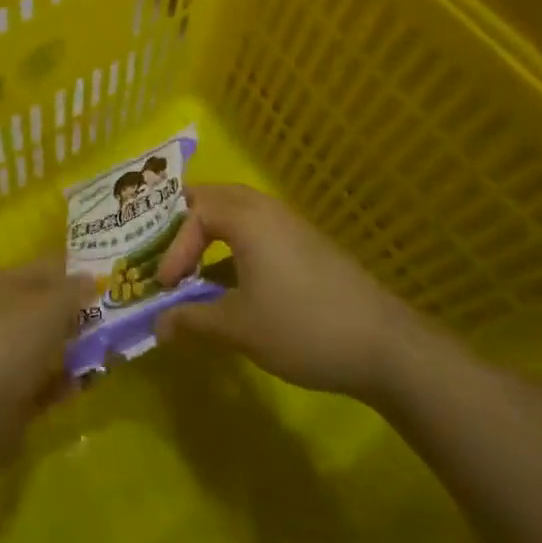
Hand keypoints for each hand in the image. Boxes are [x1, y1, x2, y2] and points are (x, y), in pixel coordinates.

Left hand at [0, 258, 94, 449]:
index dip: (73, 272)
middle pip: (39, 308)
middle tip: (111, 319)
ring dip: (69, 350)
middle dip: (73, 314)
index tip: (107, 281)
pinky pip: (35, 383)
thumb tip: (91, 278)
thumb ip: (74, 291)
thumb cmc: (9, 341)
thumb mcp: (50, 306)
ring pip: (38, 347)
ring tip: (105, 352)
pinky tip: (83, 384)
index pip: (41, 269)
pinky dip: (58, 383)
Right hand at [155, 184, 414, 400]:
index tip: (166, 286)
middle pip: (215, 196)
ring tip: (193, 262)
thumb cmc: (302, 328)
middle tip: (164, 247)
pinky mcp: (307, 245)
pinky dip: (235, 243)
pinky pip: (259, 229)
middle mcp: (268, 210)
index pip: (194, 214)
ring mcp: (292, 225)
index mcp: (247, 218)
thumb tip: (158, 326)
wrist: (383, 345)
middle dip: (185, 221)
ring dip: (211, 231)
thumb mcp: (239, 328)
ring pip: (239, 211)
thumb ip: (193, 320)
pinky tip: (233, 280)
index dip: (173, 247)